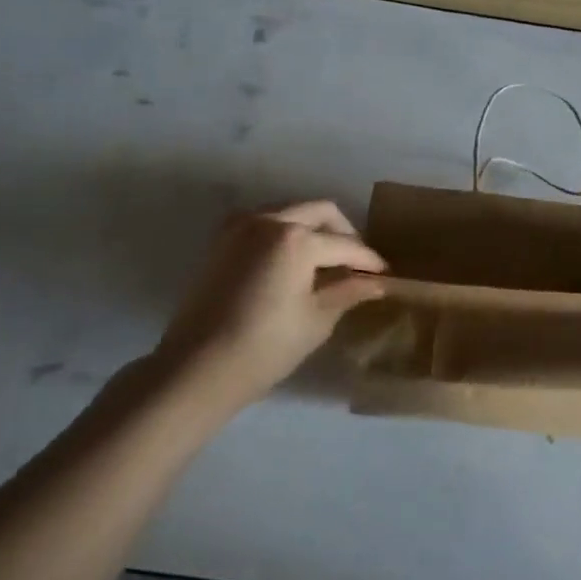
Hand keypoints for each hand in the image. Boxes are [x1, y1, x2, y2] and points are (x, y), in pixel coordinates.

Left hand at [157, 200, 386, 409]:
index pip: (345, 245)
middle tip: (357, 262)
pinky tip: (293, 259)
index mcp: (296, 239)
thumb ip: (348, 291)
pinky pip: (265, 221)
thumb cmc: (265, 347)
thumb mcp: (316, 320)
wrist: (196, 368)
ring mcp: (242, 226)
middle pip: (321, 211)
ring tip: (327, 259)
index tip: (384, 274)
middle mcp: (270, 220)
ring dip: (314, 227)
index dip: (369, 260)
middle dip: (344, 233)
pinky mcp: (223, 240)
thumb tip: (377, 283)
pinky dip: (285, 231)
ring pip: (292, 210)